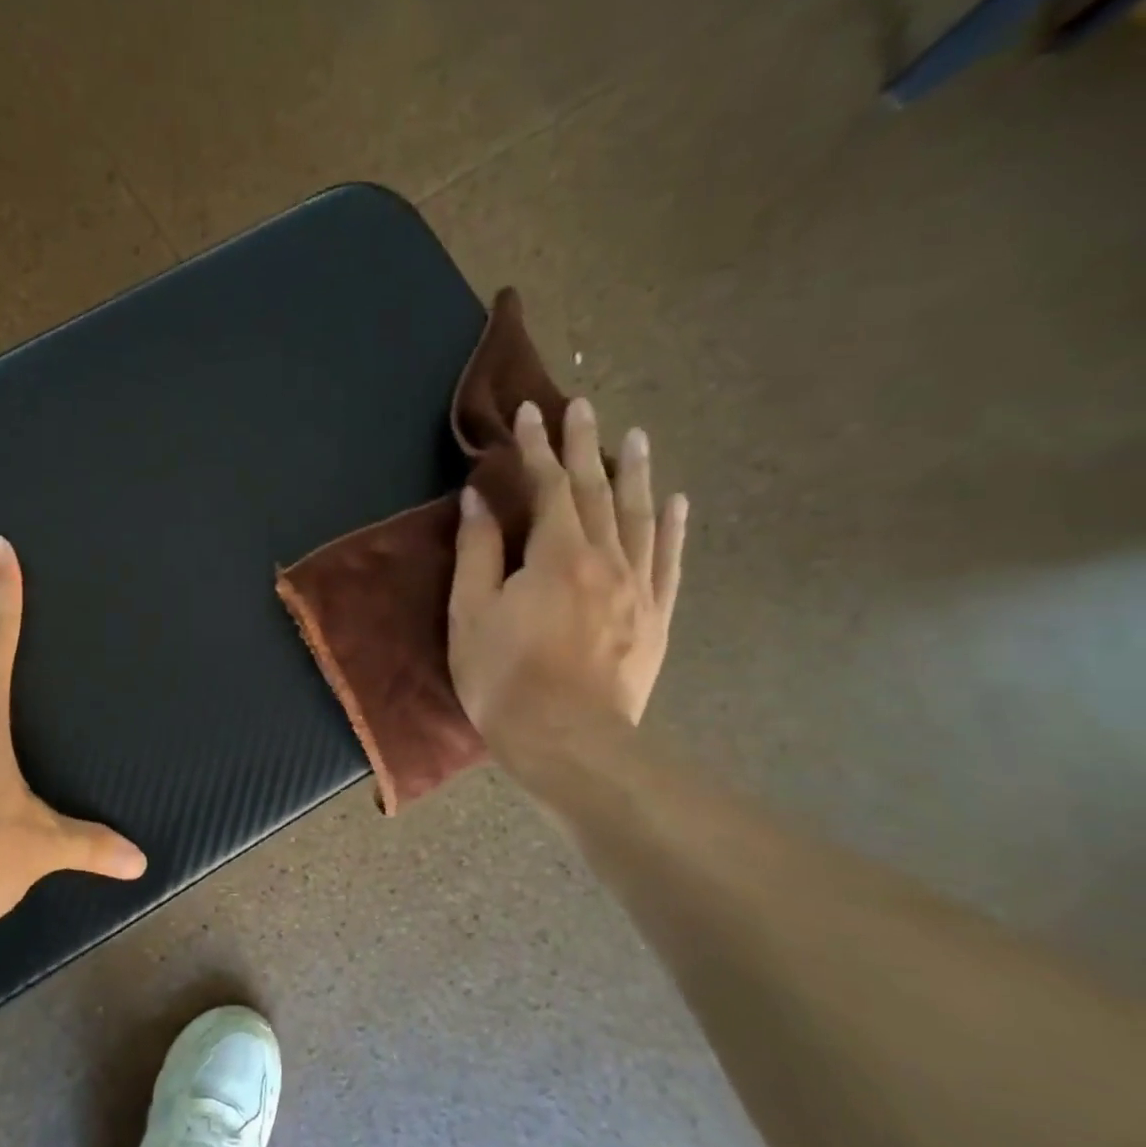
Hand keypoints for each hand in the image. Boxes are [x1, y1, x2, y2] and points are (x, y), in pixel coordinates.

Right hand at [449, 398, 687, 772]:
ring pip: (639, 517)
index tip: (529, 413)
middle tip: (584, 405)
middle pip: (597, 491)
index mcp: (557, 555)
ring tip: (637, 437)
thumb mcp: (471, 613)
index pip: (549, 486)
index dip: (537, 447)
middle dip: (586, 446)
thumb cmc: (504, 677)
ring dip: (635, 473)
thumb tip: (480, 499)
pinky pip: (668, 561)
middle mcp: (605, 559)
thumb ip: (477, 551)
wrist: (567, 741)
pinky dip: (671, 527)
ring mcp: (638, 588)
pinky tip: (675, 503)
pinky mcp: (654, 618)